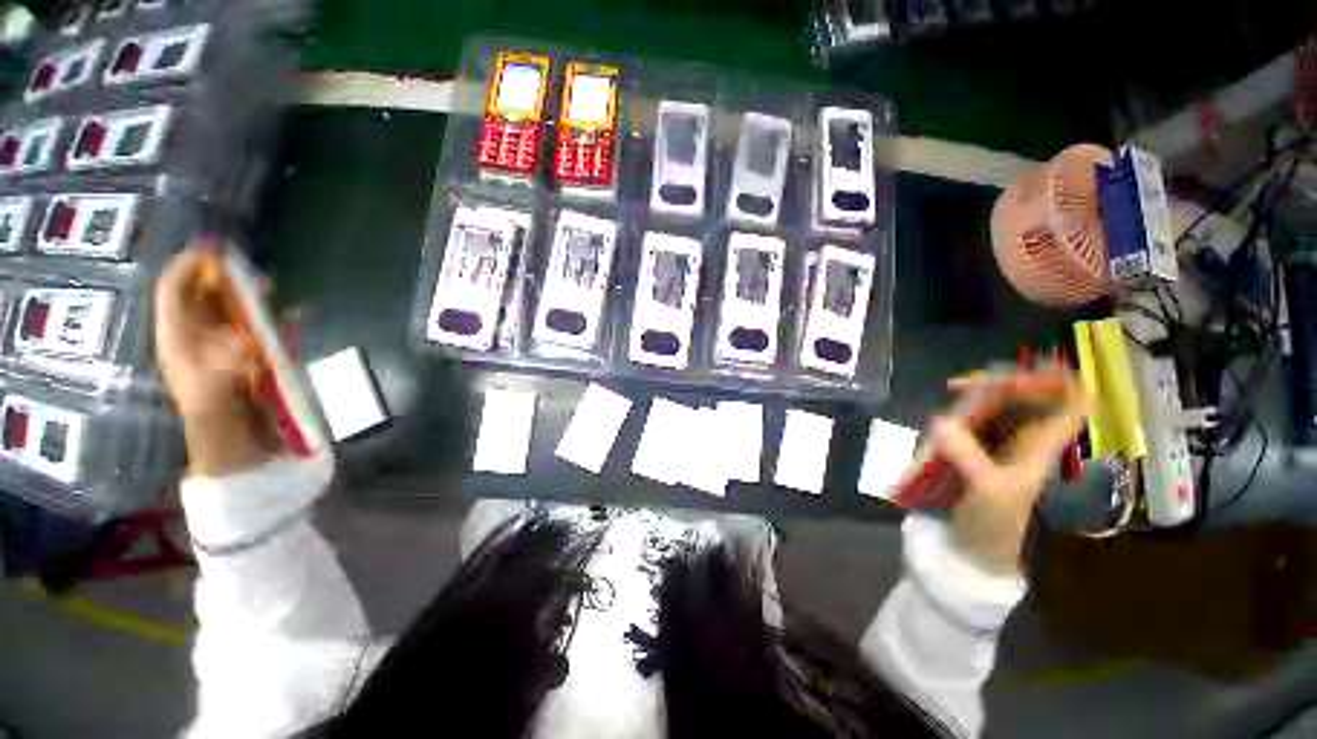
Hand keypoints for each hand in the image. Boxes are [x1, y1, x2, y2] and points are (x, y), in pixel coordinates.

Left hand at [156, 246, 276, 476]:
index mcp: (181, 342)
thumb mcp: (213, 391)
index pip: (175, 293)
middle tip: (251, 271)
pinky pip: (269, 334)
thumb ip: (227, 361)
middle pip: (208, 297)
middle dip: (226, 279)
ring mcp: (232, 350)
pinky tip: (300, 320)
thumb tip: (252, 335)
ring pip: (239, 312)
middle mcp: (203, 340)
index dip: (190, 267)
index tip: (216, 250)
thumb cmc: (221, 424)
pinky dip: (284, 325)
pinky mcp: (258, 362)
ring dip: (256, 300)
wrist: (244, 452)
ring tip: (272, 289)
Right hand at [930, 370, 1087, 574]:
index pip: (1070, 402)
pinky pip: (972, 419)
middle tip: (959, 385)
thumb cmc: (993, 522)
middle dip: (998, 383)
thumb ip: (967, 455)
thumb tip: (939, 422)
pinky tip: (943, 418)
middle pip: (1026, 394)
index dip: (1058, 378)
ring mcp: (1000, 442)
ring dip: (973, 397)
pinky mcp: (975, 448)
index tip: (1027, 367)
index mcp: (1041, 444)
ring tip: (950, 397)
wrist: (976, 548)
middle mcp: (1025, 437)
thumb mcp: (986, 489)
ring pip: (996, 404)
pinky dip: (958, 412)